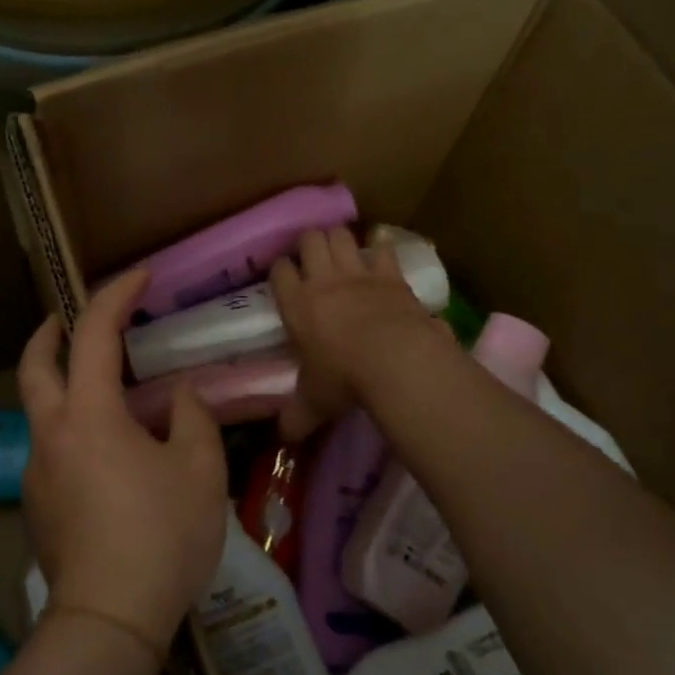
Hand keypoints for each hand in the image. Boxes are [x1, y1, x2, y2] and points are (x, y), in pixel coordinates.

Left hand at [17, 268, 228, 657]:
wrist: (109, 618)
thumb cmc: (161, 535)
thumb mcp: (198, 470)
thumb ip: (192, 418)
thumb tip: (181, 397)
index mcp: (88, 414)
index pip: (95, 334)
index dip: (116, 295)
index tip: (140, 276)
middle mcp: (50, 434)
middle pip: (33, 366)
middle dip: (49, 333)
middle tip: (69, 319)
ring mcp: (37, 473)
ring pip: (40, 412)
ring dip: (63, 388)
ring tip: (109, 400)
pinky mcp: (37, 507)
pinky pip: (52, 451)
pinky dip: (73, 432)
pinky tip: (108, 460)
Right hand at [271, 226, 455, 439]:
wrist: (394, 360)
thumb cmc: (344, 379)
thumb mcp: (314, 402)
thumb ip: (297, 416)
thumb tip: (284, 438)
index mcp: (297, 305)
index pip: (279, 272)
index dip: (281, 270)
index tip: (285, 276)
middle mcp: (323, 281)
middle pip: (309, 241)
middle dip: (309, 243)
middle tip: (313, 257)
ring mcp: (358, 273)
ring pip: (341, 235)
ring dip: (340, 238)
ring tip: (341, 247)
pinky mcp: (391, 275)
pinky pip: (383, 248)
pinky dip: (381, 245)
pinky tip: (381, 245)